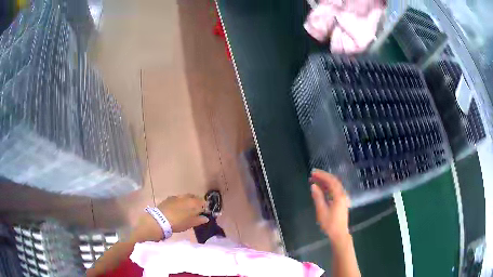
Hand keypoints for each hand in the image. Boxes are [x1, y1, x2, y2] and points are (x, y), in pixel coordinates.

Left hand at [131, 194, 208, 241]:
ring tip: (186, 209)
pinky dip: (180, 202)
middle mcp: (186, 197)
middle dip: (196, 202)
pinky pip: (177, 199)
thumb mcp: (190, 224)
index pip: (202, 202)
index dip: (204, 207)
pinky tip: (178, 208)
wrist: (160, 220)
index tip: (204, 212)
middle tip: (196, 210)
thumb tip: (206, 218)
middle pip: (194, 198)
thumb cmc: (178, 222)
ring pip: (185, 197)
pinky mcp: (168, 198)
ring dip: (188, 202)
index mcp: (193, 202)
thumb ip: (199, 220)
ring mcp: (176, 197)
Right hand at [310, 169, 350, 241]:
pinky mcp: (341, 202)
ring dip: (325, 182)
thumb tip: (313, 186)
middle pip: (334, 181)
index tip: (313, 172)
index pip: (331, 181)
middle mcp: (342, 194)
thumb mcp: (322, 211)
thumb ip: (318, 197)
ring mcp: (343, 198)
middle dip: (323, 176)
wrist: (339, 234)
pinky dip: (327, 187)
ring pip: (334, 186)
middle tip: (313, 174)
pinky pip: (334, 191)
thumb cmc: (330, 224)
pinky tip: (321, 188)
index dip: (322, 175)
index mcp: (339, 196)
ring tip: (314, 180)